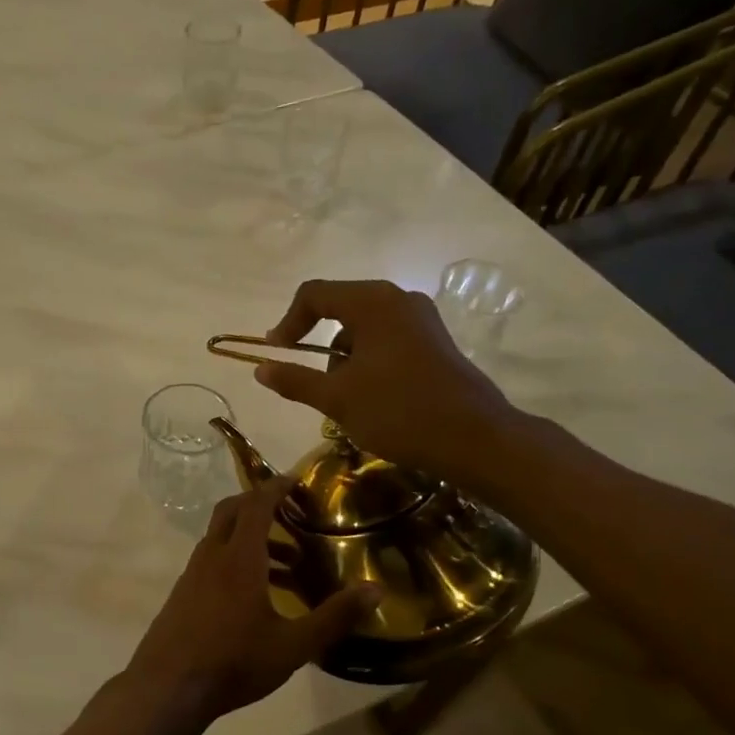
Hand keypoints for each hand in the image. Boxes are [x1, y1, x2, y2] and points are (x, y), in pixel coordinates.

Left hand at [125, 479, 378, 730]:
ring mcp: (193, 574)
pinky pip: (212, 560)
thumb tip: (375, 590)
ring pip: (221, 538)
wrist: (168, 687)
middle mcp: (212, 556)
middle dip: (259, 503)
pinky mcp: (183, 593)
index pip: (256, 505)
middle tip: (290, 513)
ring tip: (287, 564)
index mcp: (239, 558)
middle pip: (232, 511)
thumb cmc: (234, 662)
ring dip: (251, 537)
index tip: (295, 480)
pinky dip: (235, 558)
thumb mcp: (293, 645)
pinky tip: (255, 594)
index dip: (276, 487)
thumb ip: (334, 617)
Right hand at [255, 278, 521, 485]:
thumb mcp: (337, 398)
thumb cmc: (398, 411)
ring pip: (364, 327)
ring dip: (343, 356)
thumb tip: (260, 368)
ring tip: (342, 397)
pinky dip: (367, 360)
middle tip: (307, 378)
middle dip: (316, 342)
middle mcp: (399, 299)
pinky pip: (387, 339)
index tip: (277, 354)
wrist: (474, 439)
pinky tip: (370, 396)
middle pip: (340, 307)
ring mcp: (421, 319)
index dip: (288, 323)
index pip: (314, 295)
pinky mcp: (435, 341)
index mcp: (373, 302)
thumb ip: (294, 379)